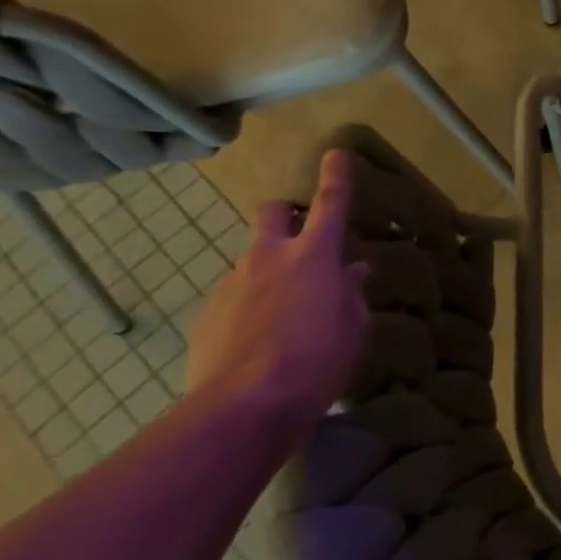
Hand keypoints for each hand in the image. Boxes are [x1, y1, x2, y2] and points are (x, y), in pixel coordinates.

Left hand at [184, 150, 369, 439]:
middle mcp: (269, 257)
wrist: (245, 406)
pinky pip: (234, 296)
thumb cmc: (318, 360)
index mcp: (314, 256)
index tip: (335, 153)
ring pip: (252, 259)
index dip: (336, 177)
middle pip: (273, 214)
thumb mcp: (352, 326)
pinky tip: (258, 339)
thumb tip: (351, 271)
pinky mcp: (208, 314)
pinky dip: (248, 305)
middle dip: (287, 216)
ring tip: (283, 311)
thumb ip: (350, 292)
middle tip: (301, 239)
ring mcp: (232, 283)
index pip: (331, 204)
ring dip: (269, 271)